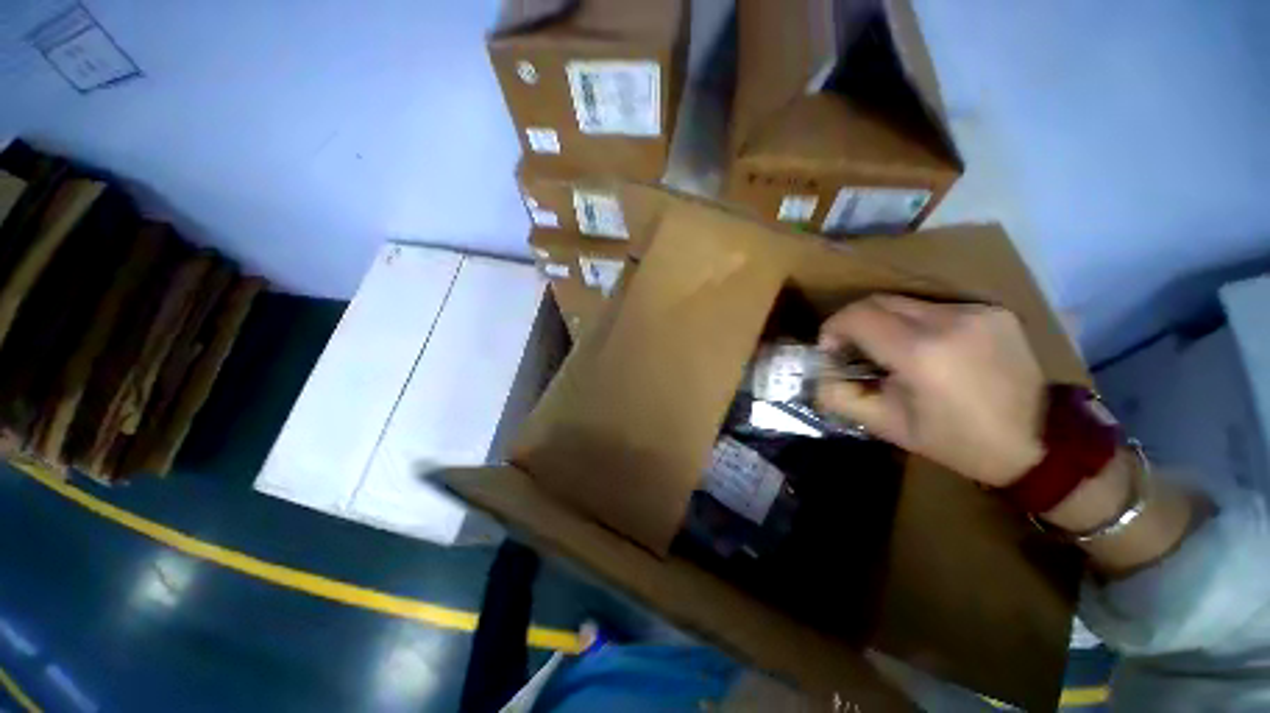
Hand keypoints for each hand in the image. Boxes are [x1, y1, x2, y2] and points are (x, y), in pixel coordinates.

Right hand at [816, 295, 1044, 486]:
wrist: (1042, 443)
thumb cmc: (958, 442)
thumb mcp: (887, 426)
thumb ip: (841, 396)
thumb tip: (818, 375)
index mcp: (920, 353)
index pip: (857, 316)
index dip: (833, 328)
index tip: (831, 350)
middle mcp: (949, 320)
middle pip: (878, 301)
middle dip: (854, 322)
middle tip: (852, 349)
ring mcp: (975, 311)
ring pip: (905, 302)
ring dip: (884, 322)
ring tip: (889, 351)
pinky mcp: (993, 311)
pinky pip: (935, 307)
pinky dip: (915, 323)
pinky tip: (925, 349)